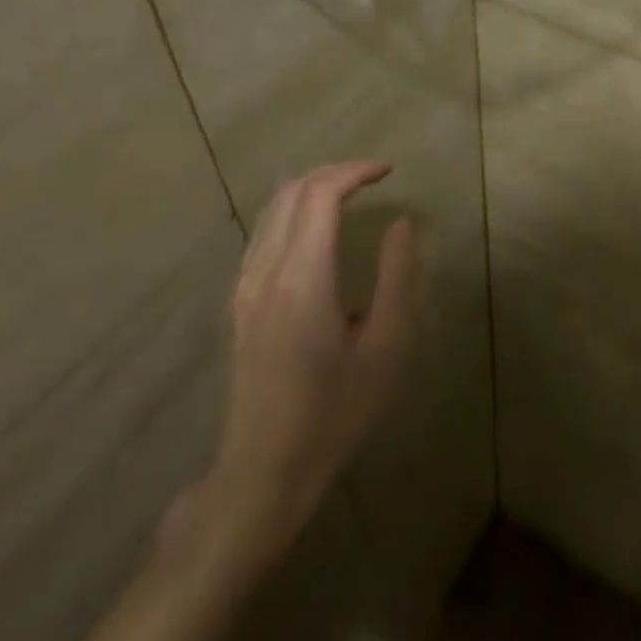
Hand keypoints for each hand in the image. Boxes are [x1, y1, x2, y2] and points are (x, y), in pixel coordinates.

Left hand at [205, 161, 421, 566]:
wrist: (265, 470)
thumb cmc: (336, 413)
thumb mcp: (385, 348)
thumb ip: (396, 277)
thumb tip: (401, 224)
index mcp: (303, 279)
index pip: (320, 194)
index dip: (355, 171)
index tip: (390, 171)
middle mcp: (266, 272)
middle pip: (291, 192)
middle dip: (333, 172)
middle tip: (373, 176)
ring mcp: (244, 287)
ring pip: (271, 210)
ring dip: (310, 188)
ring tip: (348, 192)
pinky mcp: (239, 304)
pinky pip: (262, 235)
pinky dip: (291, 212)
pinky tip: (313, 228)